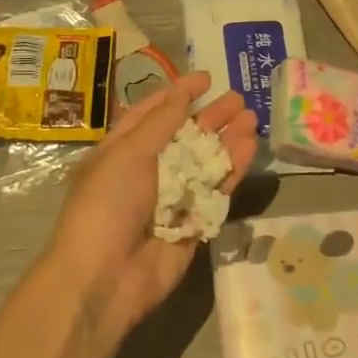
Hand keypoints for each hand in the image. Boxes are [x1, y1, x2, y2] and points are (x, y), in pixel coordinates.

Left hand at [43, 71, 256, 343]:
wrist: (104, 278)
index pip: (151, 114)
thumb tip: (182, 91)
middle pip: (184, 136)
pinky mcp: (193, 223)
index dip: (177, 94)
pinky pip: (215, 191)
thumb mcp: (128, 153)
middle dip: (210, 116)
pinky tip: (249, 148)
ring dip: (226, 139)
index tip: (206, 78)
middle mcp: (146, 171)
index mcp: (121, 151)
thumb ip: (161, 123)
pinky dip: (231, 169)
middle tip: (239, 98)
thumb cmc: (107, 205)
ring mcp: (171, 198)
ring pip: (204, 162)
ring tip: (252, 118)